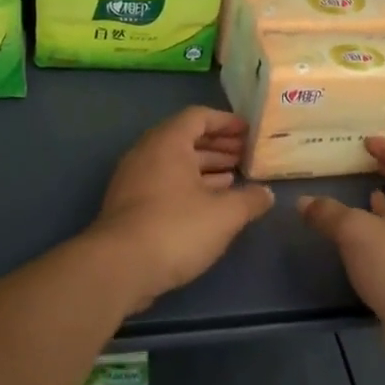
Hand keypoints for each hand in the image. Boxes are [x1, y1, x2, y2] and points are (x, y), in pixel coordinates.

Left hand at [89, 106, 274, 307]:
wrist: (119, 268)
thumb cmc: (176, 228)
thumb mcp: (224, 214)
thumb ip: (250, 200)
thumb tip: (265, 194)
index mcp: (168, 143)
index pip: (199, 116)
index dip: (226, 122)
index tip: (249, 132)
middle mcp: (147, 154)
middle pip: (185, 139)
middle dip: (218, 146)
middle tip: (245, 156)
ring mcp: (134, 181)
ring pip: (174, 164)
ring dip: (205, 168)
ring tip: (233, 179)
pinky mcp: (129, 207)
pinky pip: (164, 184)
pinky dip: (189, 186)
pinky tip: (209, 204)